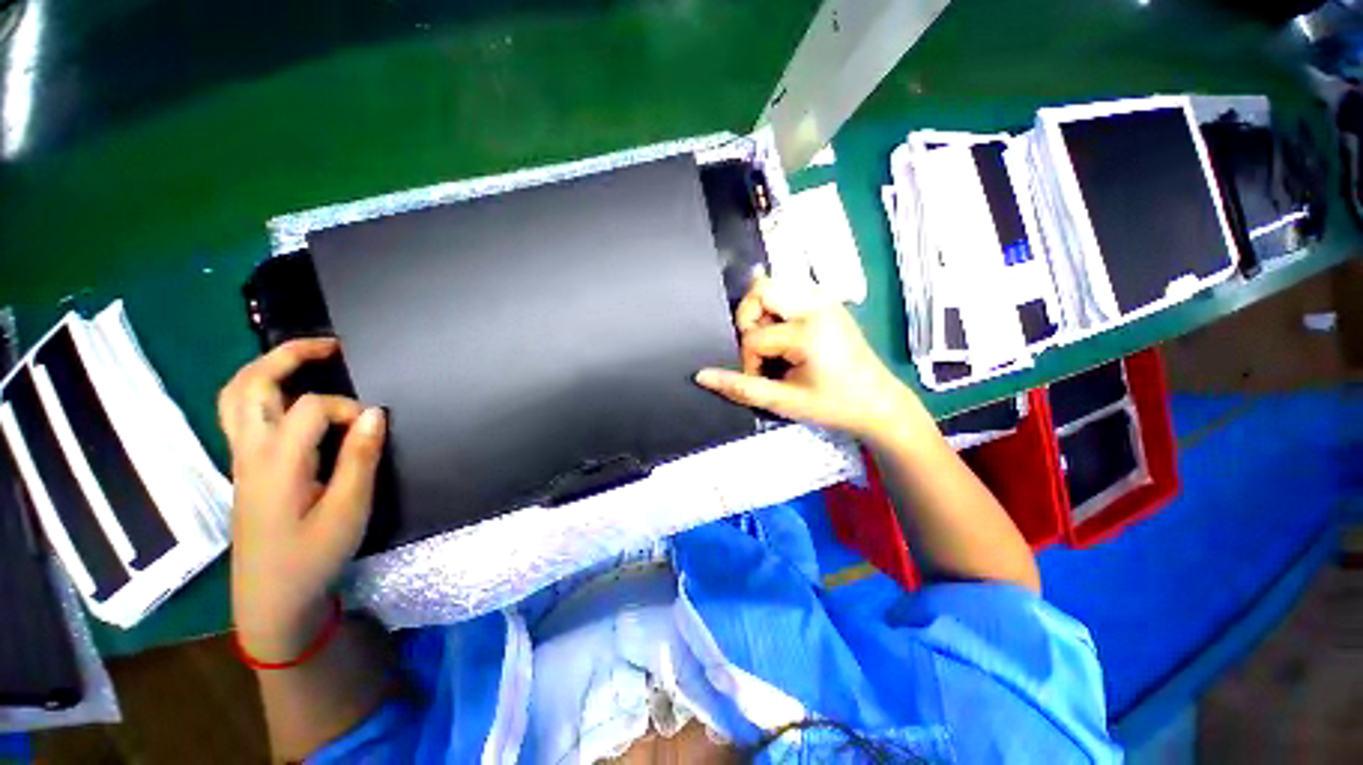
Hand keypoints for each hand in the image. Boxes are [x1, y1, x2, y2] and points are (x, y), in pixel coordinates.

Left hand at [218, 338, 386, 661]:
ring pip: (236, 396)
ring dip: (268, 367)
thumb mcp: (348, 511)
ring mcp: (241, 460)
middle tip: (331, 346)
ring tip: (308, 359)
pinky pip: (241, 414)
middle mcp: (249, 453)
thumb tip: (375, 413)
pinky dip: (262, 389)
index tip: (373, 429)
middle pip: (250, 385)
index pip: (309, 409)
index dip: (348, 409)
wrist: (271, 600)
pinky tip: (290, 396)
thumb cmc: (312, 558)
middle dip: (288, 355)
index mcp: (276, 464)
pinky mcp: (245, 468)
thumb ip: (360, 458)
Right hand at [695, 277, 917, 439]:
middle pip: (760, 289)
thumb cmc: (833, 406)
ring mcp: (825, 298)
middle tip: (762, 349)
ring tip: (774, 342)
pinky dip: (776, 308)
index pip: (753, 335)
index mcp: (808, 330)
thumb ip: (739, 388)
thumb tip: (701, 376)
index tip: (763, 379)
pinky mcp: (827, 300)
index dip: (748, 360)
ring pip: (772, 285)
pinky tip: (785, 333)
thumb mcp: (783, 402)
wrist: (878, 403)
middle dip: (749, 320)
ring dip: (762, 313)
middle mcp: (817, 304)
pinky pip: (789, 290)